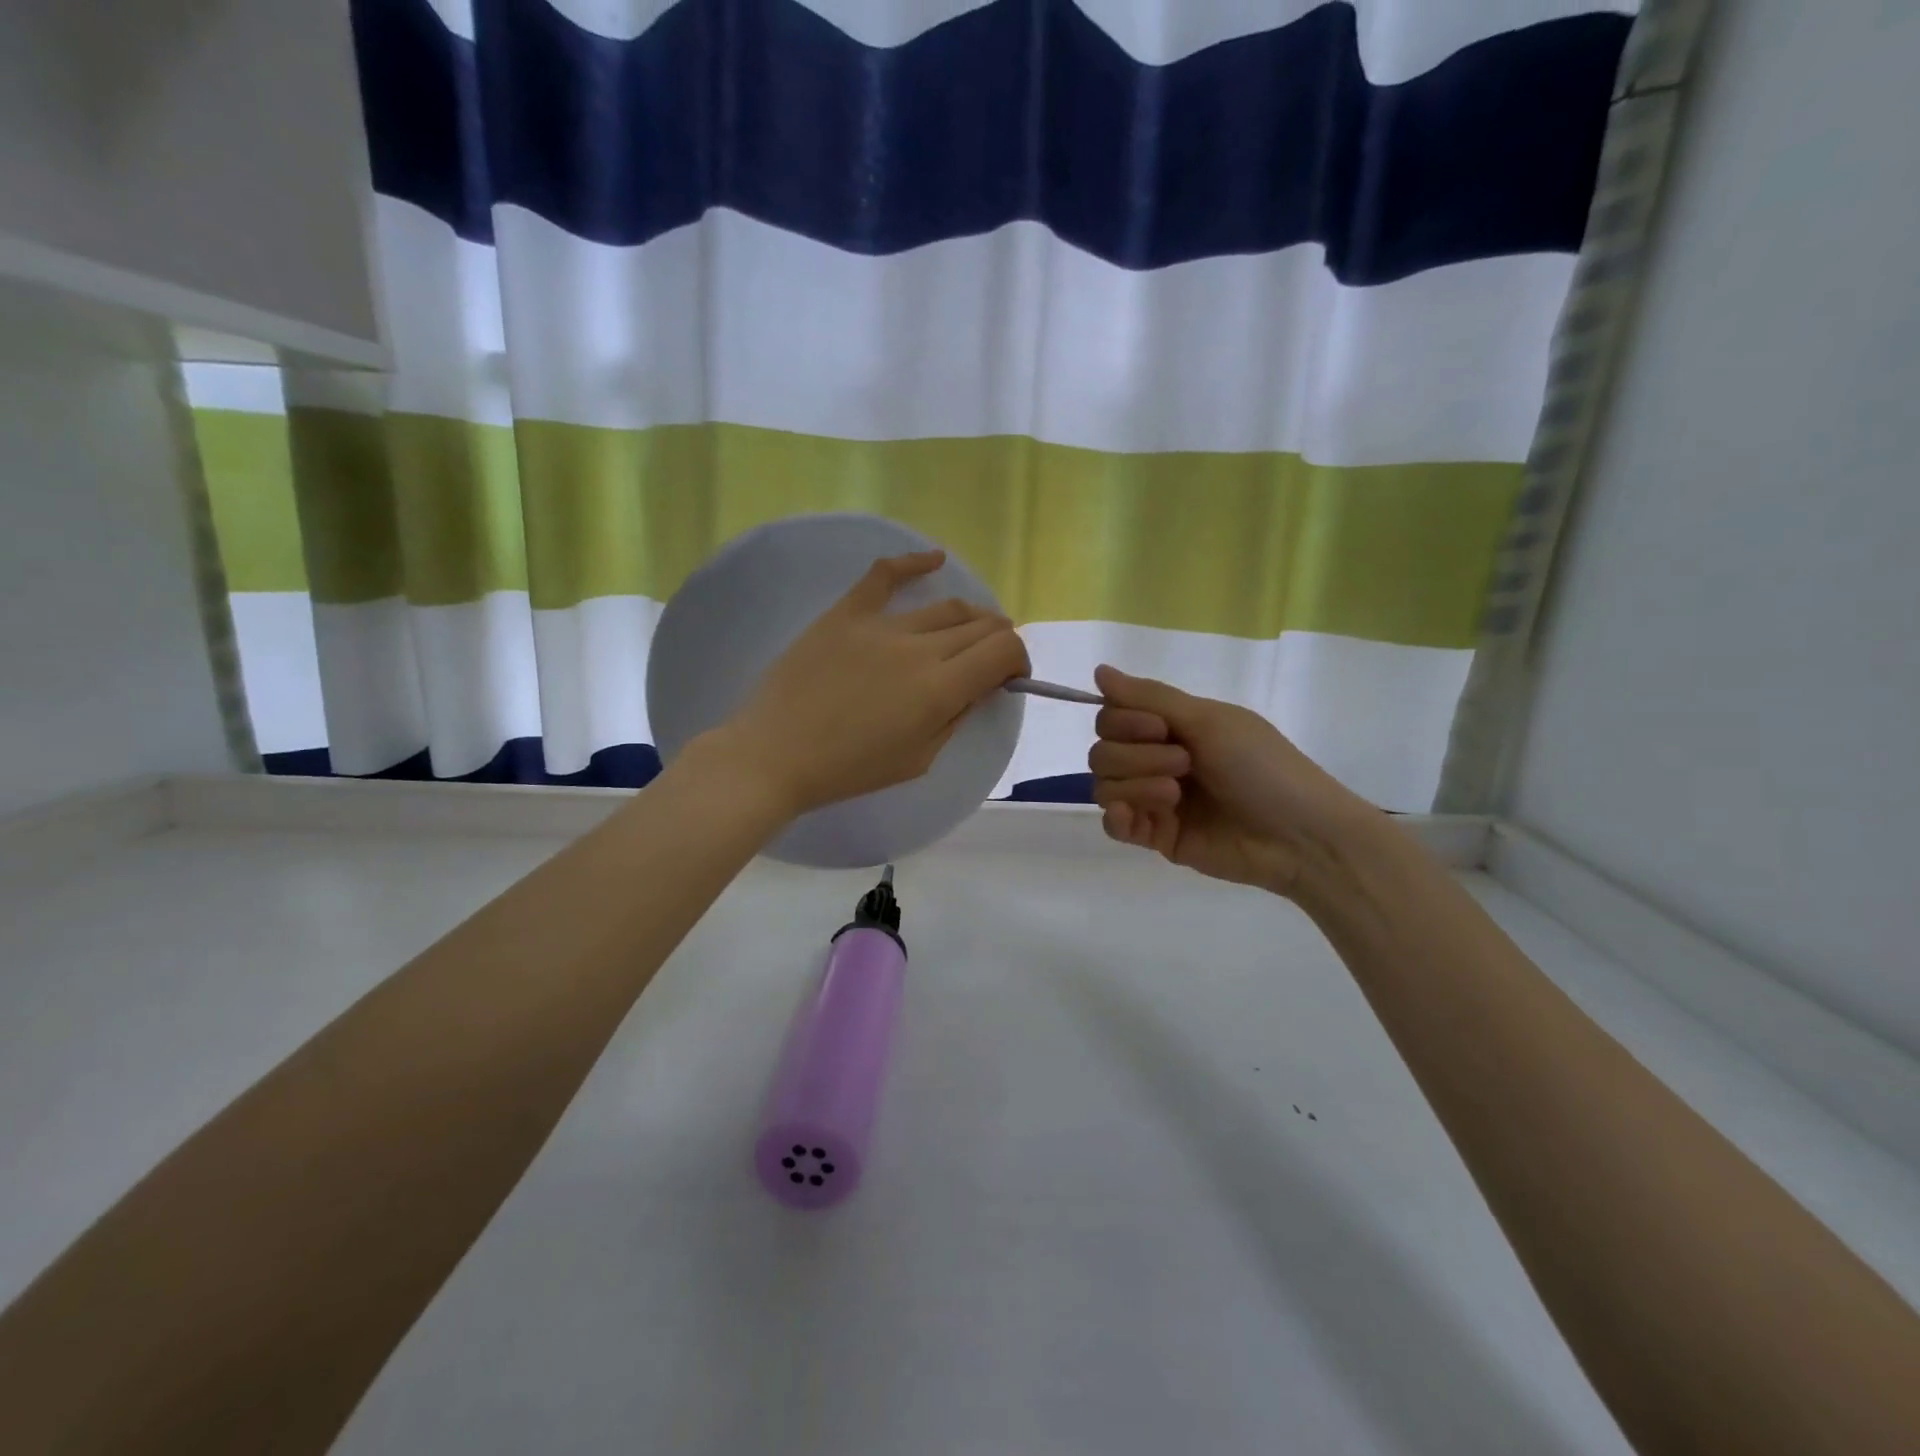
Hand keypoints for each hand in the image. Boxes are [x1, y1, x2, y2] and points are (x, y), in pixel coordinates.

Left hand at [710, 551, 1030, 816]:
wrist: (775, 755)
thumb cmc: (849, 770)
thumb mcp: (919, 759)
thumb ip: (956, 717)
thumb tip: (979, 686)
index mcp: (940, 688)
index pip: (1003, 650)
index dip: (1018, 660)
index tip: (1009, 677)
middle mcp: (919, 648)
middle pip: (979, 625)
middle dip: (997, 640)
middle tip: (990, 659)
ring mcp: (880, 625)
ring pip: (943, 607)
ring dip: (968, 617)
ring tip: (969, 629)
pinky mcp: (845, 613)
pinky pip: (884, 576)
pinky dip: (914, 563)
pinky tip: (935, 559)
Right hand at [1087, 665, 1382, 898]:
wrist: (1298, 835)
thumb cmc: (1261, 768)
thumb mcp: (1209, 721)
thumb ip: (1149, 697)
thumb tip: (1099, 669)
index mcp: (1172, 728)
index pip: (1112, 717)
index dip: (1124, 721)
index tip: (1160, 728)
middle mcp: (1156, 760)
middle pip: (1103, 751)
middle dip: (1136, 756)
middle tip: (1184, 764)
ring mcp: (1154, 800)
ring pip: (1104, 785)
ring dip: (1135, 785)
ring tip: (1175, 796)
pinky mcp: (1156, 836)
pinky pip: (1112, 825)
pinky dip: (1117, 817)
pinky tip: (1136, 817)